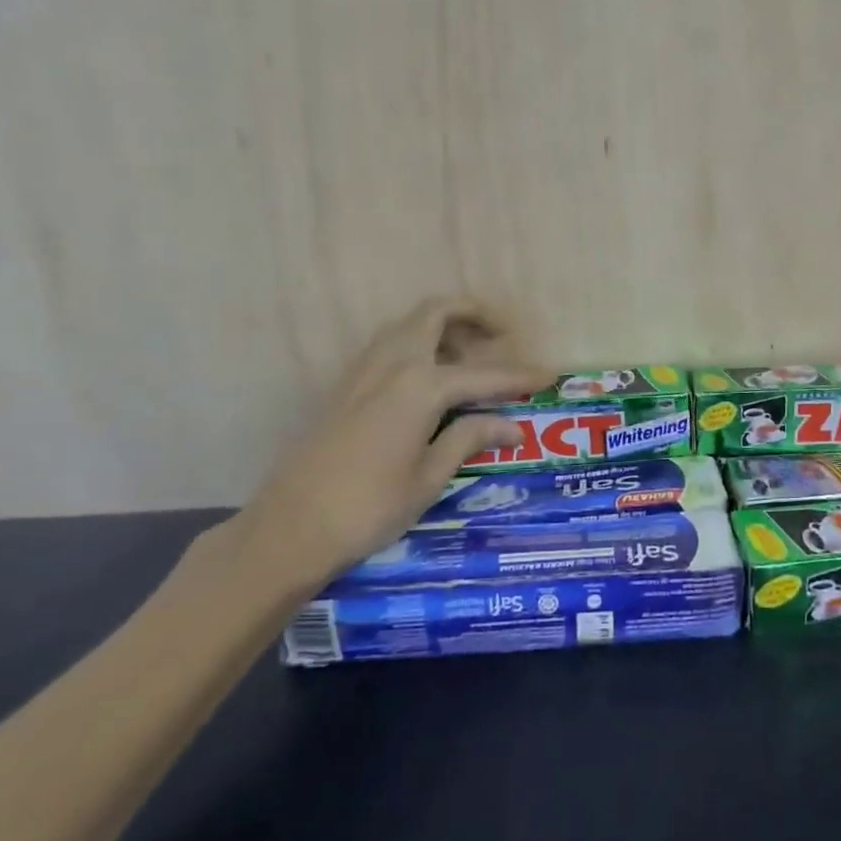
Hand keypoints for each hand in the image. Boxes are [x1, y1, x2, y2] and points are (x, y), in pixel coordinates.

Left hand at [222, 299, 549, 598]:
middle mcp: (392, 364)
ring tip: (470, 358)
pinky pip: (389, 345)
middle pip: (436, 313)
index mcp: (420, 386)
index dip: (520, 376)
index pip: (484, 374)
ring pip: (408, 324)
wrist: (290, 528)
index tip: (550, 375)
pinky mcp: (345, 386)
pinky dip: (418, 344)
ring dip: (444, 326)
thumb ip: (470, 438)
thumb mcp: (429, 477)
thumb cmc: (369, 507)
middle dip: (474, 314)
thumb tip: (513, 425)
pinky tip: (431, 380)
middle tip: (504, 337)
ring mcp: (362, 371)